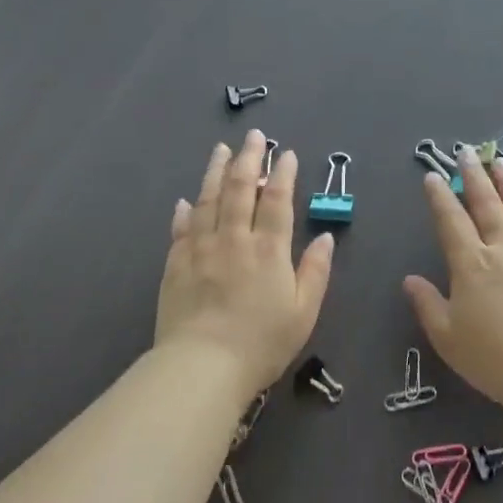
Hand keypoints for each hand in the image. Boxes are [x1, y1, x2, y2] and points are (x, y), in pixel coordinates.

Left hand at [155, 131, 334, 396]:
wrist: (202, 366)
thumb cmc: (262, 343)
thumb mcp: (304, 312)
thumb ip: (316, 271)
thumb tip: (326, 237)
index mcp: (269, 250)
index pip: (277, 201)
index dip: (283, 174)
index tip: (287, 153)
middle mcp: (233, 239)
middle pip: (241, 189)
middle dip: (249, 158)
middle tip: (254, 136)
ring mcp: (200, 249)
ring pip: (208, 200)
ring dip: (215, 172)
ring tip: (220, 150)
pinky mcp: (175, 265)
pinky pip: (181, 229)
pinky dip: (185, 212)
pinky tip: (186, 201)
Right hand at [403, 149, 502, 420]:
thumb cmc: (494, 357)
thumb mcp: (448, 337)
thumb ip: (428, 305)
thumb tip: (410, 280)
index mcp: (471, 264)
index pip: (451, 221)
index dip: (441, 197)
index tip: (433, 176)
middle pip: (487, 205)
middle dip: (474, 177)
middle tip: (467, 152)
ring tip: (500, 162)